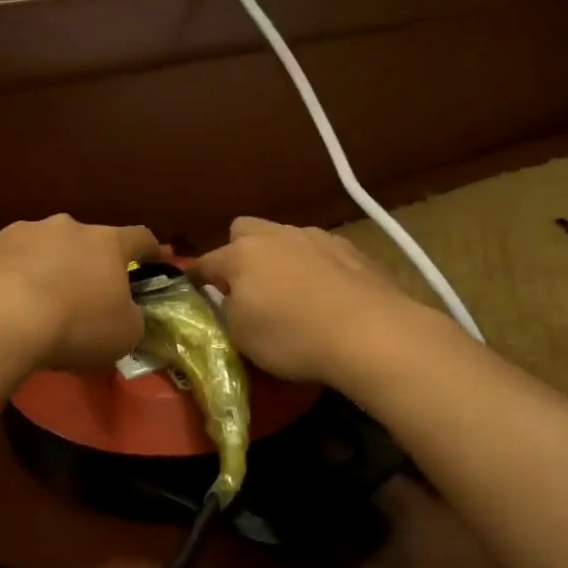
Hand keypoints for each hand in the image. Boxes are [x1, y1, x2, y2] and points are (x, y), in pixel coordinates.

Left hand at [0, 215, 163, 372]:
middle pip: (87, 242)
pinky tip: (7, 305)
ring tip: (40, 303)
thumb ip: (132, 317)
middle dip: (89, 264)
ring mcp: (25, 231)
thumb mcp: (124, 334)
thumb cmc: (76, 325)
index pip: (140, 238)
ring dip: (49, 268)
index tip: (155, 263)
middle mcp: (68, 227)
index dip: (151, 251)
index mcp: (108, 242)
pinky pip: (10, 261)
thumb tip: (127, 313)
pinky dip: (14, 277)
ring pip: (45, 248)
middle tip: (86, 296)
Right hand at [191, 217, 415, 385]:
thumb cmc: (294, 337)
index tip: (196, 293)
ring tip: (294, 293)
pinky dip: (316, 267)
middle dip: (239, 252)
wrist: (371, 332)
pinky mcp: (351, 248)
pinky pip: (320, 251)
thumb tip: (229, 300)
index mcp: (241, 255)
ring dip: (281, 258)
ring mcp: (316, 237)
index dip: (197, 279)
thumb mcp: (242, 337)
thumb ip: (228, 311)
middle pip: (244, 230)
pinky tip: (328, 295)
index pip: (205, 262)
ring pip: (285, 238)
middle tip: (249, 287)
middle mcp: (276, 236)